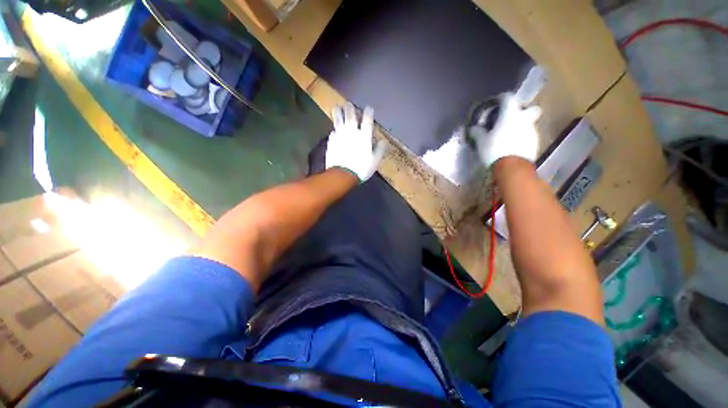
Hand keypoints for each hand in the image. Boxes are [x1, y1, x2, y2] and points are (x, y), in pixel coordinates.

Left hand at [326, 102, 386, 182]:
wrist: (342, 174)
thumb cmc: (361, 168)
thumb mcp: (374, 161)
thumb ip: (379, 150)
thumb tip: (383, 141)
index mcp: (364, 136)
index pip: (367, 120)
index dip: (368, 113)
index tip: (369, 107)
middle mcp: (352, 132)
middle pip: (350, 116)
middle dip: (350, 108)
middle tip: (349, 103)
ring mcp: (340, 135)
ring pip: (338, 120)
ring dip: (338, 112)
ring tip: (337, 107)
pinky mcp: (332, 141)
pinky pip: (333, 132)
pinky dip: (334, 129)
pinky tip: (334, 129)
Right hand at [468, 93, 541, 167]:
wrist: (512, 167)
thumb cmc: (494, 150)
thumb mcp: (481, 141)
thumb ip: (478, 132)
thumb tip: (474, 128)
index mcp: (510, 115)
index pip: (508, 98)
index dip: (501, 98)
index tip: (496, 103)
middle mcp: (524, 119)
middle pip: (530, 109)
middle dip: (522, 111)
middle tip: (511, 119)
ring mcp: (532, 131)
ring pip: (528, 123)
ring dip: (520, 127)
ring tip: (508, 136)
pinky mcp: (534, 143)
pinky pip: (528, 136)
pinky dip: (521, 138)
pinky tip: (513, 146)